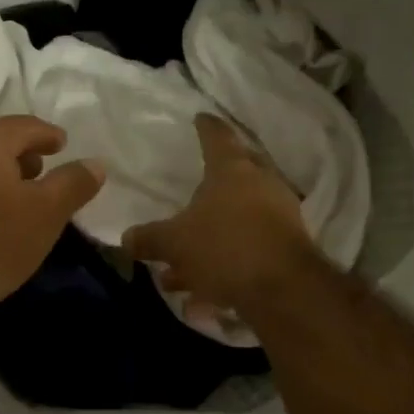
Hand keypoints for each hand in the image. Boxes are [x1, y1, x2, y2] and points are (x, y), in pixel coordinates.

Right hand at [122, 114, 320, 313]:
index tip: (200, 118)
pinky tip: (203, 296)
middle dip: (212, 184)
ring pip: (239, 218)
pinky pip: (248, 248)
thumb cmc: (224, 247)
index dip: (206, 127)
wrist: (283, 288)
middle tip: (194, 188)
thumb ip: (149, 238)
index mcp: (232, 170)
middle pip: (236, 174)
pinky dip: (225, 263)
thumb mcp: (175, 243)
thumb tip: (127, 238)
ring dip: (211, 237)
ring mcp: (279, 215)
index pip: (217, 137)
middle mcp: (260, 184)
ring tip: (181, 269)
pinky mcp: (287, 246)